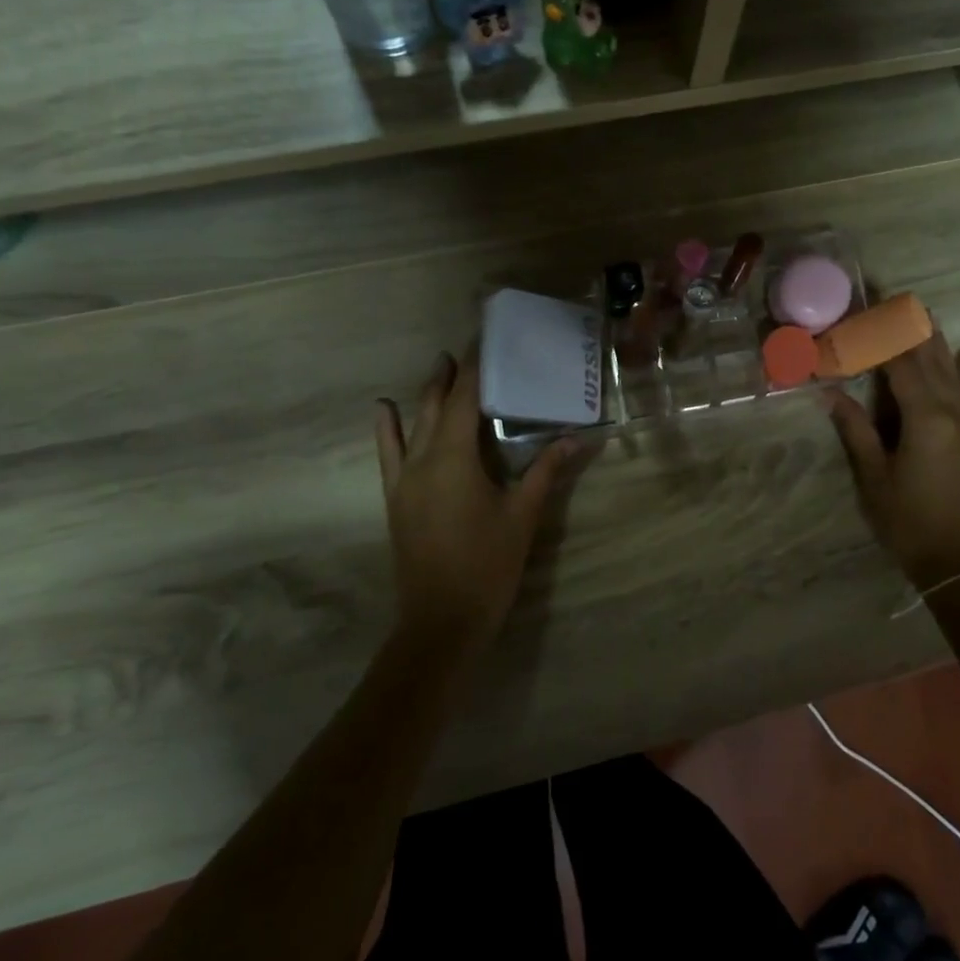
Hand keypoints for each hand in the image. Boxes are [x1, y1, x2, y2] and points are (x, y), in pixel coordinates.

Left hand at [376, 351, 578, 650]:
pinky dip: (387, 429)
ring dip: (427, 395)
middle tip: (467, 349)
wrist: (442, 620)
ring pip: (413, 424)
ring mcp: (404, 479)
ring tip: (438, 366)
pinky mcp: (395, 498)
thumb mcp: (523, 515)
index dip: (476, 368)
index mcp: (456, 458)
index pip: (466, 399)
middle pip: (437, 405)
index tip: (485, 340)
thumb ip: (546, 472)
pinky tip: (383, 410)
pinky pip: (388, 454)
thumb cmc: (488, 564)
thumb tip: (575, 438)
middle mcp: (424, 459)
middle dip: (451, 375)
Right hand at [824, 326, 959, 590]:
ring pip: (954, 371)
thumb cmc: (908, 522)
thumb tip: (829, 392)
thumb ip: (856, 430)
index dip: (880, 336)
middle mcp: (953, 412)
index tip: (865, 309)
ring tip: (924, 310)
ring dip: (937, 340)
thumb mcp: (874, 478)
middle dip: (909, 327)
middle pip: (929, 360)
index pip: (899, 365)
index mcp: (924, 419)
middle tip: (894, 297)